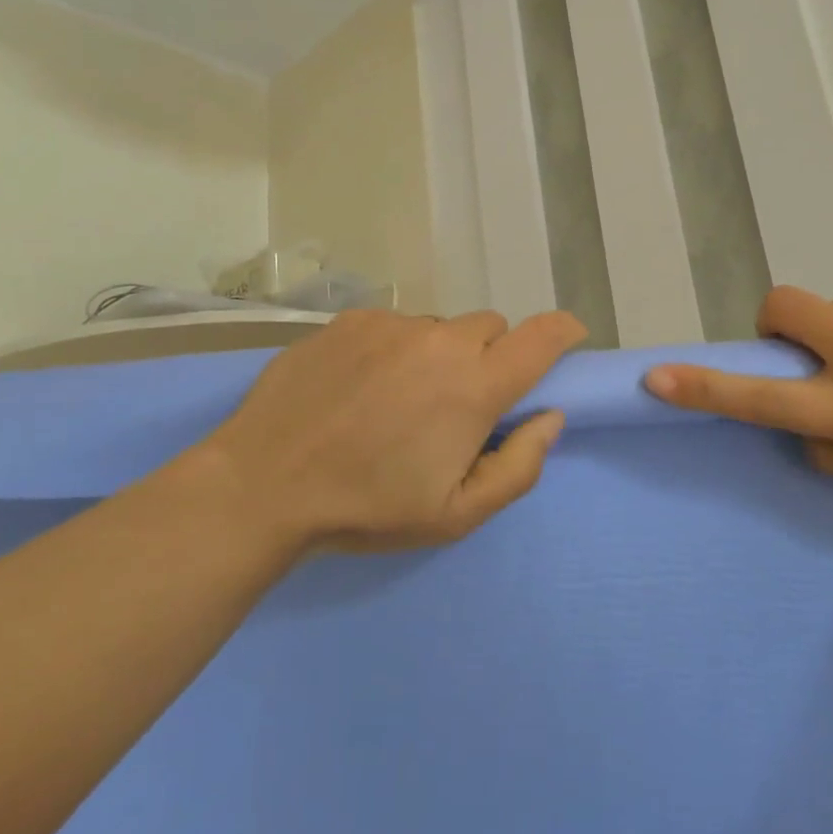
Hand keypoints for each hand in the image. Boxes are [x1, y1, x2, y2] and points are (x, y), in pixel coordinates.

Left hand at [192, 308, 586, 552]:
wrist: (264, 484)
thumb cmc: (368, 507)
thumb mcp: (456, 513)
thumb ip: (519, 465)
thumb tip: (549, 417)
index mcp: (474, 386)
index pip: (542, 337)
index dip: (564, 332)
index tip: (569, 339)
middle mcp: (440, 340)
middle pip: (492, 328)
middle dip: (491, 358)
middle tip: (459, 403)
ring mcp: (392, 324)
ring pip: (441, 327)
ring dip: (440, 355)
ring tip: (400, 399)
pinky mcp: (351, 320)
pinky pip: (395, 325)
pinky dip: (396, 349)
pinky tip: (361, 386)